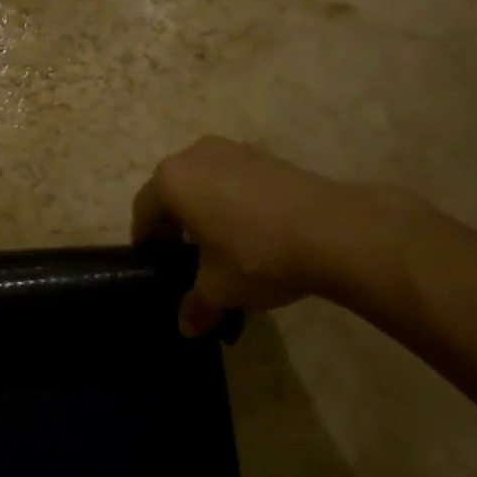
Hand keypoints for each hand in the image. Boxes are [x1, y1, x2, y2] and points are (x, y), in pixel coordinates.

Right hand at [132, 137, 415, 335]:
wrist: (333, 230)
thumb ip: (195, 305)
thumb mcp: (220, 289)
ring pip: (202, 181)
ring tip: (223, 243)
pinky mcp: (262, 155)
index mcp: (171, 181)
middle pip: (171, 191)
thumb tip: (185, 326)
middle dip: (174, 222)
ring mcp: (230, 150)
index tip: (158, 266)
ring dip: (204, 208)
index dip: (147, 242)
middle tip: (188, 257)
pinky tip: (254, 229)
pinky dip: (231, 199)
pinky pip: (231, 177)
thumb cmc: (258, 255)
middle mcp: (193, 156)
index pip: (143, 212)